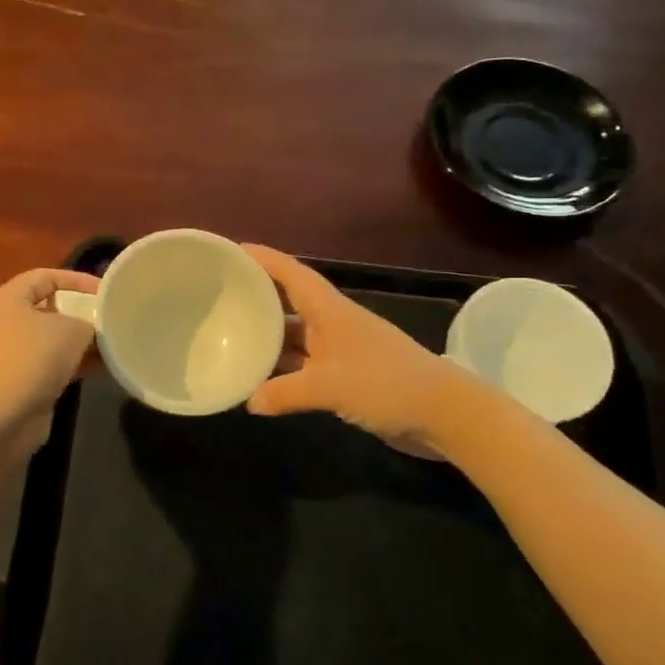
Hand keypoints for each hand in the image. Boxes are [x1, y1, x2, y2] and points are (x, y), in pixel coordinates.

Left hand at [0, 267, 99, 452]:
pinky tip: (92, 372)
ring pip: (43, 340)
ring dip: (73, 344)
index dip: (77, 280)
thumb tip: (90, 330)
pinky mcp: (7, 381)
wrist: (0, 417)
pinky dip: (64, 365)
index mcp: (5, 299)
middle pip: (43, 308)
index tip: (105, 291)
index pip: (44, 276)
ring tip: (105, 348)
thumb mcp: (73, 331)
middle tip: (103, 320)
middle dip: (76, 314)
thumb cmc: (34, 359)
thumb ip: (88, 323)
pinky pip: (40, 364)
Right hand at [244, 244, 473, 457]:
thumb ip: (285, 393)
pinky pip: (304, 365)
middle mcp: (332, 323)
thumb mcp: (330, 387)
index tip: (230, 250)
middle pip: (288, 301)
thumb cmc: (386, 384)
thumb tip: (249, 402)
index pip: (290, 273)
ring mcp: (339, 349)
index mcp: (329, 310)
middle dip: (257, 296)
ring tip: (231, 337)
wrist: (444, 413)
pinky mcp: (346, 375)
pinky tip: (261, 381)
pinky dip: (283, 370)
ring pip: (295, 335)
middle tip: (219, 296)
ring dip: (268, 337)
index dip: (262, 258)